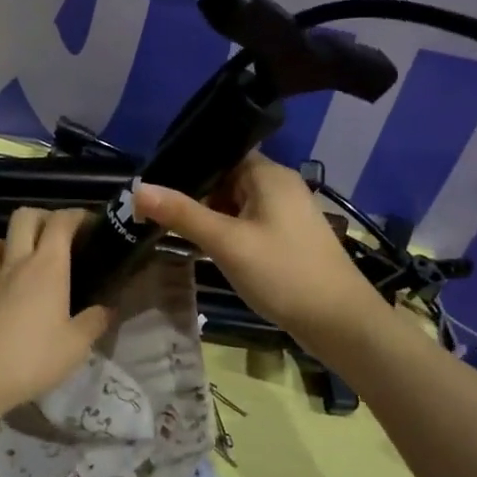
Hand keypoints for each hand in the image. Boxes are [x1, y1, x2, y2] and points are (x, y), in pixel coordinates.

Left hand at [0, 207, 113, 414]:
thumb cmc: (35, 358)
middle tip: (53, 235)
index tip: (89, 225)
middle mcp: (14, 265)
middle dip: (39, 217)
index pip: (60, 223)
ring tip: (9, 260)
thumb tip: (108, 309)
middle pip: (22, 219)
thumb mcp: (77, 345)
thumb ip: (95, 322)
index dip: (75, 216)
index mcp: (47, 268)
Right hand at [135, 153, 386, 350]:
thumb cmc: (283, 274)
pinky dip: (224, 231)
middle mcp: (278, 185)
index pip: (220, 152)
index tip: (152, 179)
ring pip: (234, 203)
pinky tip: (201, 246)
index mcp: (268, 174)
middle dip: (192, 193)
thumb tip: (137, 188)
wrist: (340, 323)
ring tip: (167, 226)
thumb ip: (182, 214)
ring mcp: (285, 213)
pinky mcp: (286, 237)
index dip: (186, 163)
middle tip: (152, 209)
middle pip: (225, 178)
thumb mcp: (227, 243)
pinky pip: (246, 223)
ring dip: (207, 215)